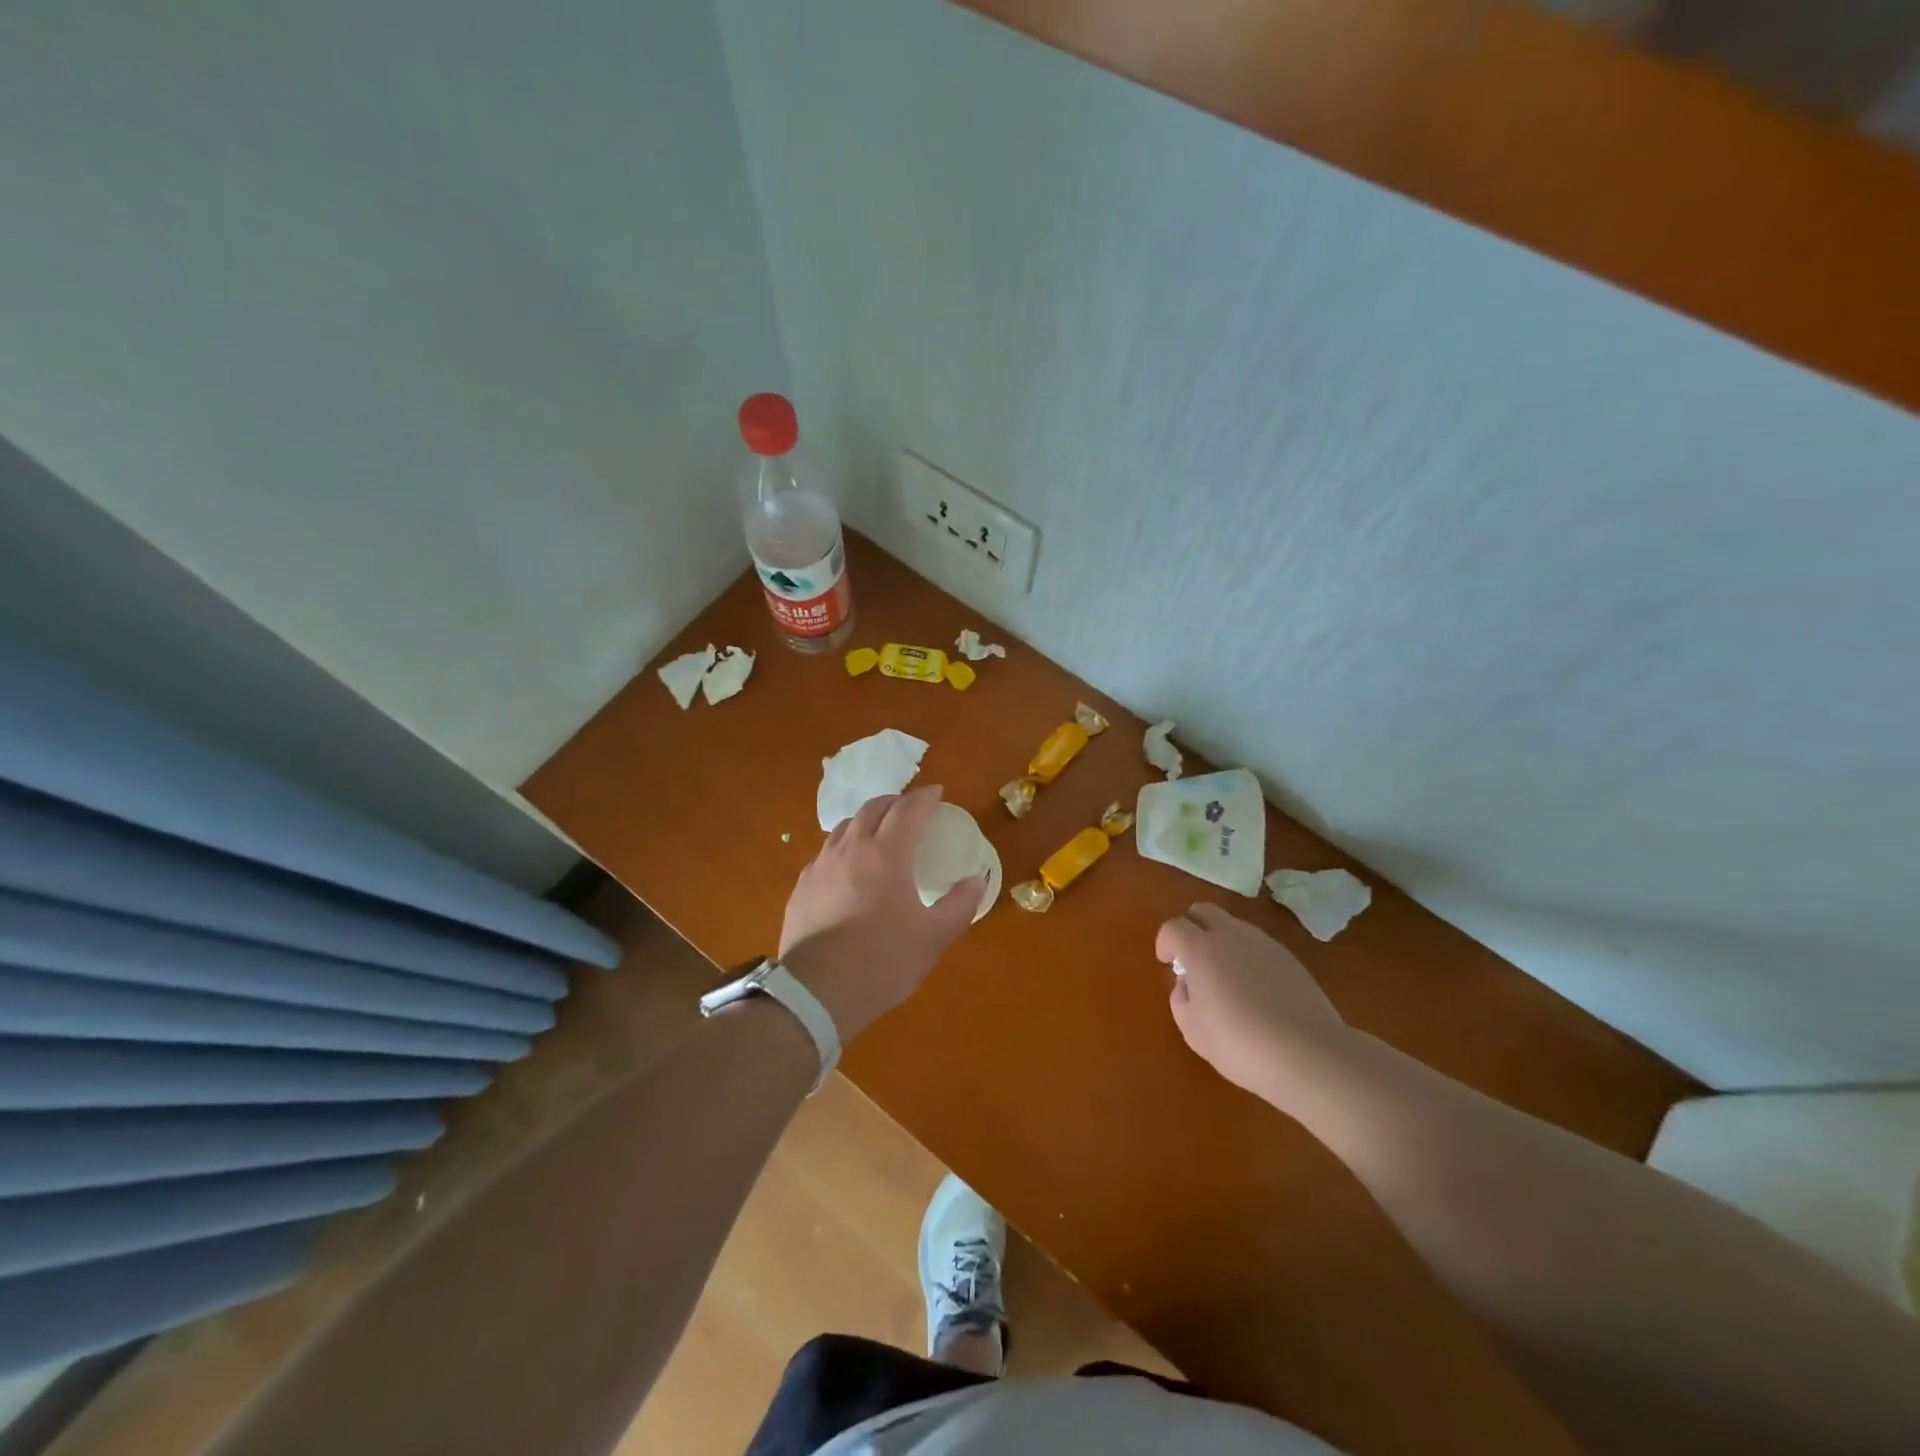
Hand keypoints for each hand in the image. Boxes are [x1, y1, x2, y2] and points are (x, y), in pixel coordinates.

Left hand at [778, 786, 984, 1042]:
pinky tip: (849, 868)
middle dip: (895, 802)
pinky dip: (845, 846)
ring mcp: (821, 866)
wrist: (816, 993)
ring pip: (845, 827)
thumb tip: (976, 880)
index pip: (908, 809)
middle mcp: (851, 849)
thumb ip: (959, 905)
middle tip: (910, 810)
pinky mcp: (802, 886)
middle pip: (873, 808)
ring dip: (867, 820)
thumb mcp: (933, 938)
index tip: (937, 794)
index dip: (925, 797)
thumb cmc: (883, 962)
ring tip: (879, 833)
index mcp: (887, 854)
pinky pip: (826, 852)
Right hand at [1156, 903, 1349, 1099]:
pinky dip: (1246, 955)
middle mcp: (1231, 935)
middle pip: (1203, 911)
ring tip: (1225, 978)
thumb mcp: (1193, 1030)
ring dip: (1219, 940)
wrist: (1310, 1054)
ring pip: (1232, 925)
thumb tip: (1187, 983)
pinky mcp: (1289, 957)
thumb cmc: (1241, 1044)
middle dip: (1190, 927)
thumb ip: (1181, 998)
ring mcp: (1263, 943)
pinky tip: (1254, 989)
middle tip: (1190, 959)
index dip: (1165, 942)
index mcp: (1201, 949)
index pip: (1173, 927)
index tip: (1167, 962)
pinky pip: (1256, 944)